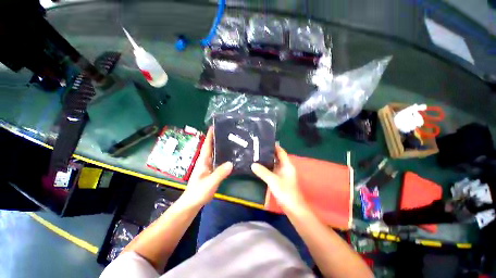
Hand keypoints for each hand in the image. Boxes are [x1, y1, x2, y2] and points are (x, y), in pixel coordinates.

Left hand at [181, 127, 232, 207]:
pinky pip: (218, 161)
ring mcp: (208, 166)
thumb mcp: (209, 182)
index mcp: (203, 161)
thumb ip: (219, 173)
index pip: (207, 145)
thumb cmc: (198, 192)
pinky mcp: (211, 171)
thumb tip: (231, 163)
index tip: (214, 126)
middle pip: (211, 147)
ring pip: (215, 154)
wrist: (192, 203)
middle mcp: (205, 161)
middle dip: (217, 139)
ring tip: (230, 141)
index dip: (210, 135)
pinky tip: (229, 156)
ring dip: (220, 147)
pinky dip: (222, 156)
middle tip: (227, 132)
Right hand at [251, 145, 306, 212]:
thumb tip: (253, 164)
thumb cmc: (285, 192)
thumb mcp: (273, 180)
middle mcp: (286, 168)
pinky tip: (260, 167)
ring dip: (267, 160)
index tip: (266, 141)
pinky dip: (267, 168)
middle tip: (258, 148)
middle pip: (277, 157)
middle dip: (269, 152)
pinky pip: (273, 170)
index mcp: (287, 165)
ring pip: (274, 164)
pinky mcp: (280, 180)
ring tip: (257, 156)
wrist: (293, 208)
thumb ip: (263, 172)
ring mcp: (283, 174)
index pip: (281, 152)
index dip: (275, 146)